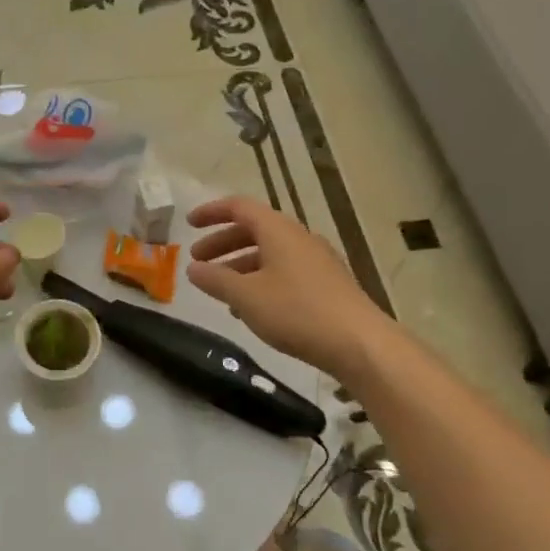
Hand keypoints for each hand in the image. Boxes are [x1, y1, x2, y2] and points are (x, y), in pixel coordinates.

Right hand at [187, 196, 383, 377]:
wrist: (359, 343)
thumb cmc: (297, 312)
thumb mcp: (246, 296)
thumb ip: (216, 280)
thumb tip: (193, 269)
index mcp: (278, 230)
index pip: (240, 207)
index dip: (212, 212)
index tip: (189, 224)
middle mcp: (299, 238)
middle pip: (254, 230)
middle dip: (222, 243)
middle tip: (198, 262)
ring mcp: (317, 261)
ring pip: (270, 253)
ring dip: (240, 265)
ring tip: (220, 290)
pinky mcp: (327, 285)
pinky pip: (285, 271)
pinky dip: (261, 280)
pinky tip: (251, 308)